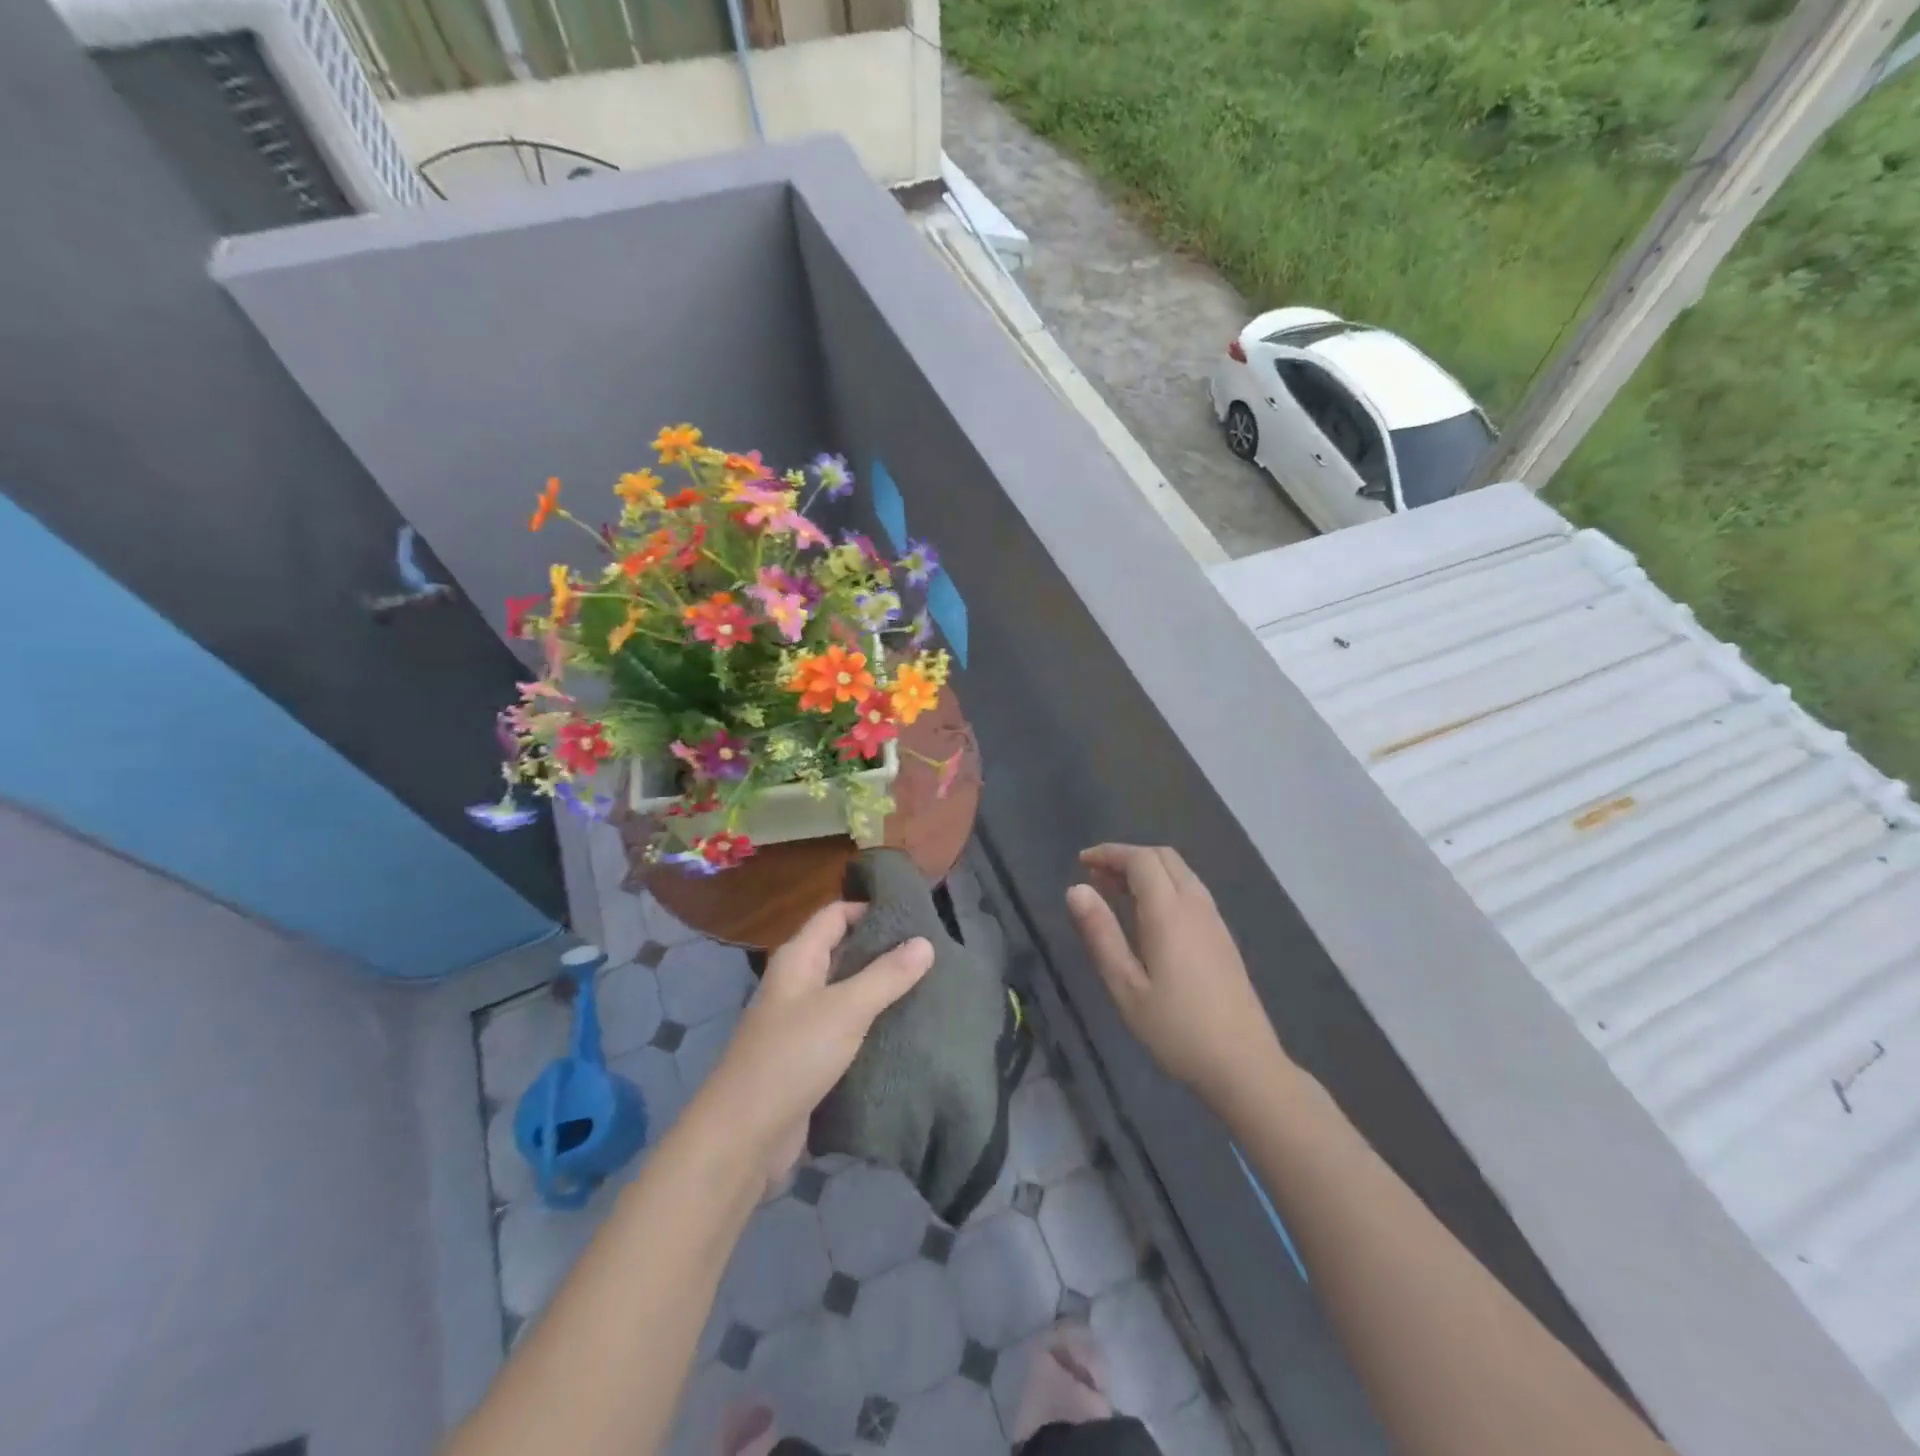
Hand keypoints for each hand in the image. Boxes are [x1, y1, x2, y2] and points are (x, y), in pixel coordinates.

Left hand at [699, 903, 932, 1185]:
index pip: (836, 914)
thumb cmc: (792, 1056)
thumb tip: (925, 942)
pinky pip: (846, 1028)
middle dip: (883, 950)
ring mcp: (801, 1021)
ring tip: (929, 987)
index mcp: (798, 958)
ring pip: (847, 992)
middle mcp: (798, 982)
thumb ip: (886, 975)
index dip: (871, 908)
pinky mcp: (809, 1057)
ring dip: (881, 989)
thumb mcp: (846, 1009)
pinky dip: (872, 1025)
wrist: (744, 1136)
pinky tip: (905, 1029)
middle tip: (931, 952)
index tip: (914, 914)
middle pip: (843, 951)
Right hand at [1066, 844, 1286, 1108]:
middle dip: (1127, 857)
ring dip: (1147, 870)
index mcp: (1169, 912)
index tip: (1082, 862)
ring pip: (1180, 872)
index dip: (1110, 853)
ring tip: (1115, 891)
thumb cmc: (1176, 1029)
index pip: (1140, 860)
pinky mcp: (1222, 936)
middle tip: (1096, 876)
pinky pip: (1190, 890)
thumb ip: (1101, 933)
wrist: (1244, 1065)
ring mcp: (1214, 920)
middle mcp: (1195, 905)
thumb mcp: (1126, 986)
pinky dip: (1164, 885)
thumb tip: (1076, 889)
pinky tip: (1148, 914)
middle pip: (1163, 857)